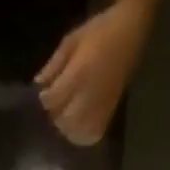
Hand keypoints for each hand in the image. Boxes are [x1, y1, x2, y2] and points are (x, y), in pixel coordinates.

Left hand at [36, 2, 150, 144]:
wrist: (130, 34)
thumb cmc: (99, 32)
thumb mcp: (71, 40)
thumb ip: (54, 64)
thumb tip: (38, 84)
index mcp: (79, 73)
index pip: (54, 98)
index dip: (45, 98)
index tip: (44, 92)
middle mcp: (89, 95)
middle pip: (63, 119)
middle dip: (55, 114)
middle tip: (55, 104)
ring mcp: (100, 108)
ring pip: (75, 132)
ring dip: (66, 127)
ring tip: (65, 114)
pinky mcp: (108, 115)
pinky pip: (90, 136)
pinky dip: (80, 135)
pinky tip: (77, 125)